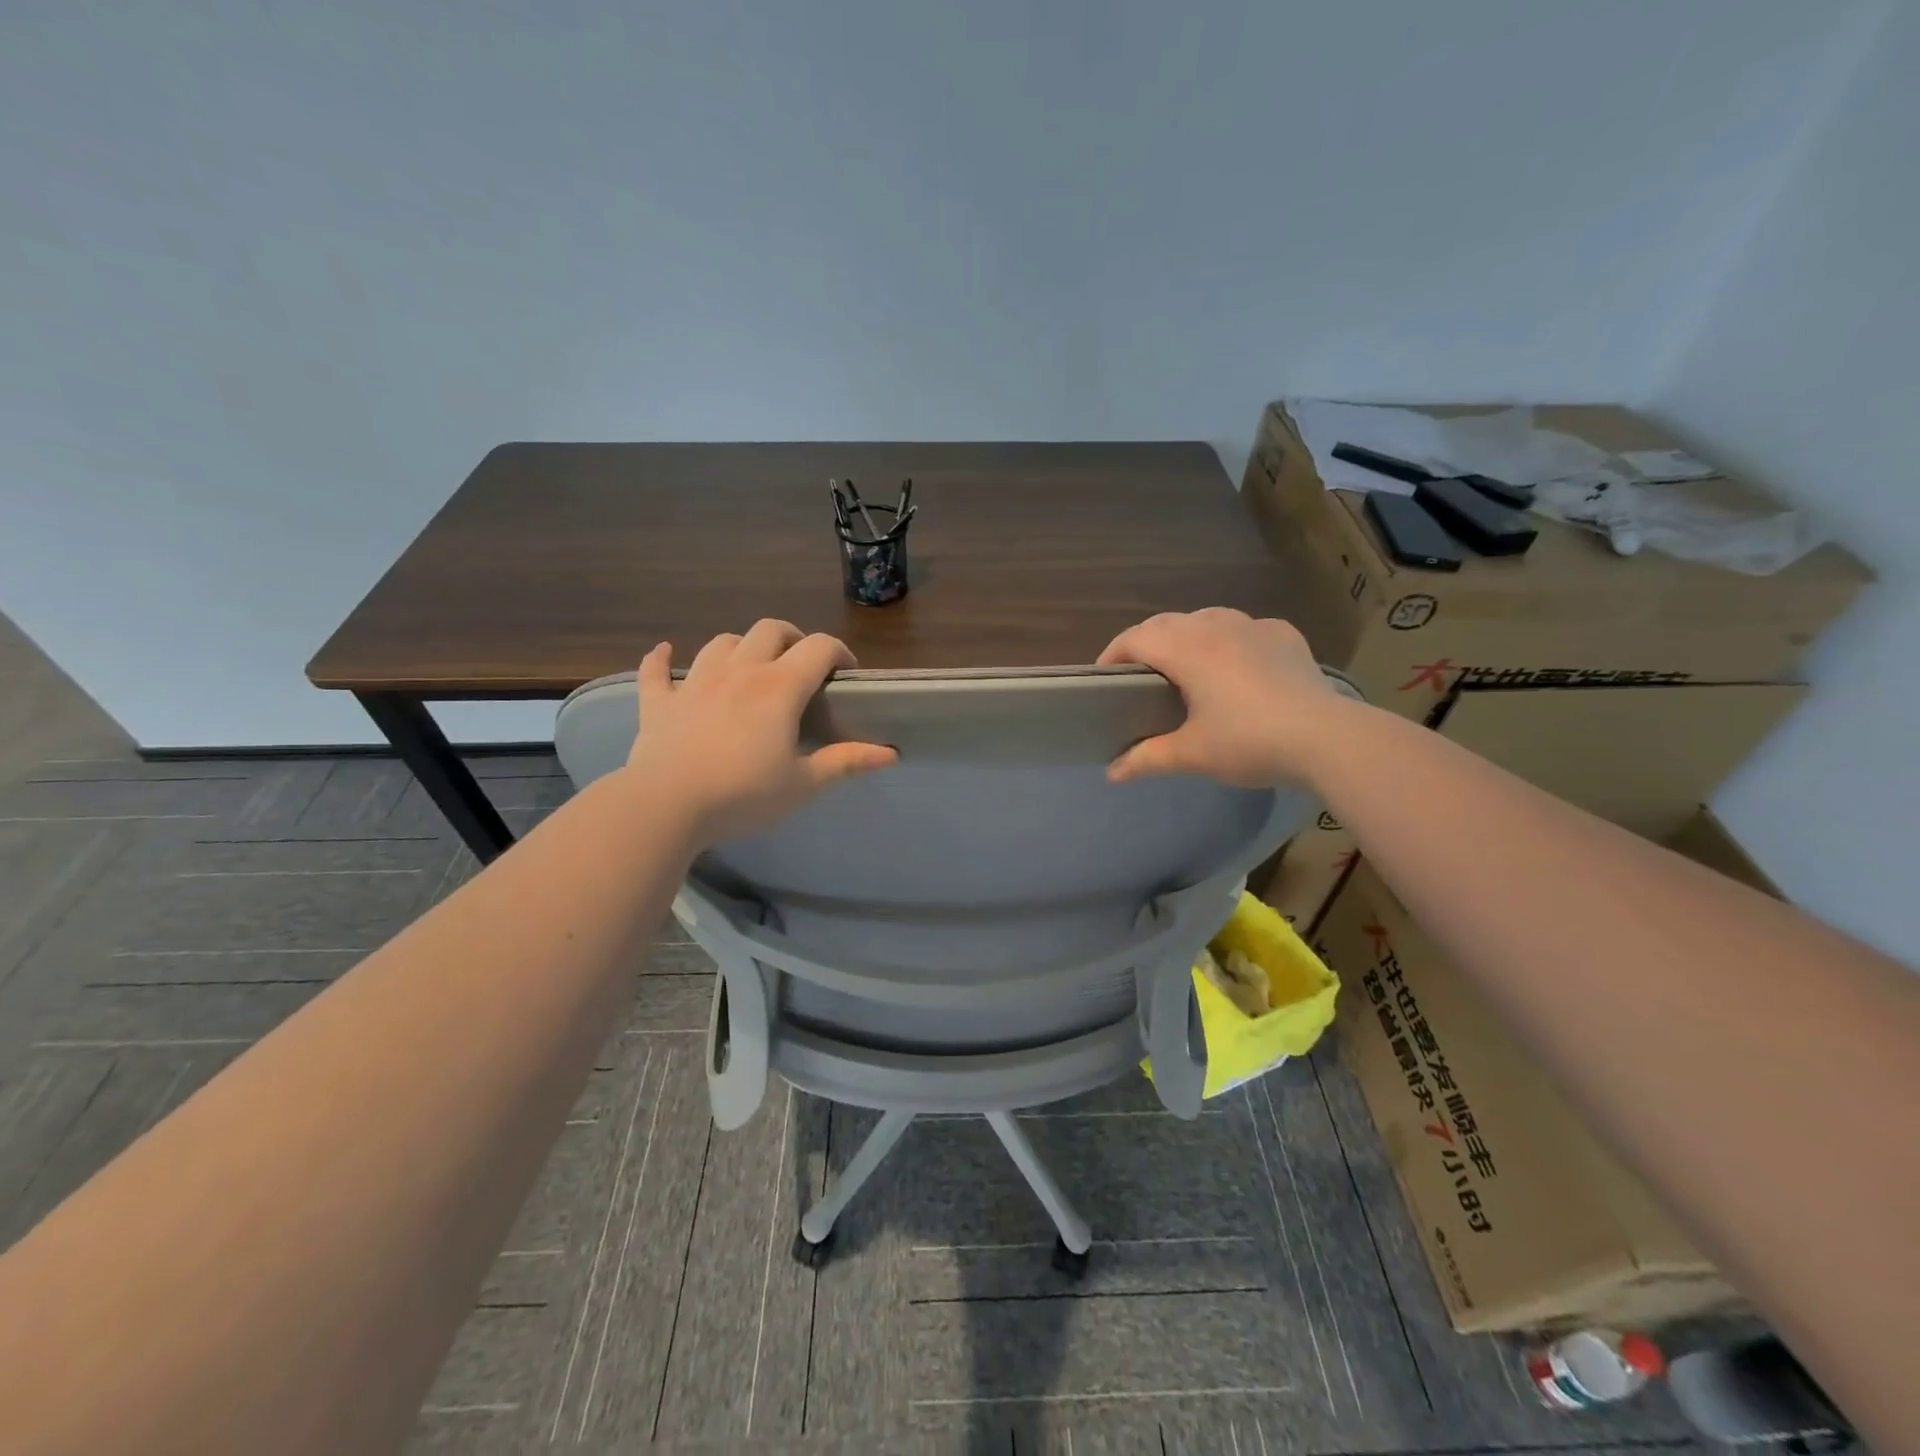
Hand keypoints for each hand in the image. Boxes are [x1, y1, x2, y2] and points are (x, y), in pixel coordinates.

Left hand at [624, 621, 896, 840]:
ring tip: (750, 667)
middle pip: (770, 630)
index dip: (839, 652)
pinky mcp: (660, 702)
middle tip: (801, 664)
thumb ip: (846, 762)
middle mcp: (739, 671)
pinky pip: (657, 670)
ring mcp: (695, 683)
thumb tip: (891, 753)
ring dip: (741, 646)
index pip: (818, 647)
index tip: (847, 674)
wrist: (666, 807)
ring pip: (722, 643)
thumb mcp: (803, 784)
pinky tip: (665, 653)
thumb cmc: (743, 795)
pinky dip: (661, 659)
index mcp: (779, 687)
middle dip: (792, 638)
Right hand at [1097, 608, 1352, 786]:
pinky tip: (1236, 664)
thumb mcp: (1192, 755)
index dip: (1113, 654)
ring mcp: (1255, 627)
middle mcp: (1217, 626)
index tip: (1103, 678)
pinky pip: (1245, 628)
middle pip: (1166, 622)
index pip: (1136, 638)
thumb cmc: (1250, 743)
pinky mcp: (1286, 637)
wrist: (1328, 739)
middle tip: (1137, 675)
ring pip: (1206, 617)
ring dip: (1185, 634)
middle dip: (1145, 643)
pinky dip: (1228, 639)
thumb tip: (1112, 773)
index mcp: (1188, 649)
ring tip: (1184, 664)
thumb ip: (1147, 758)